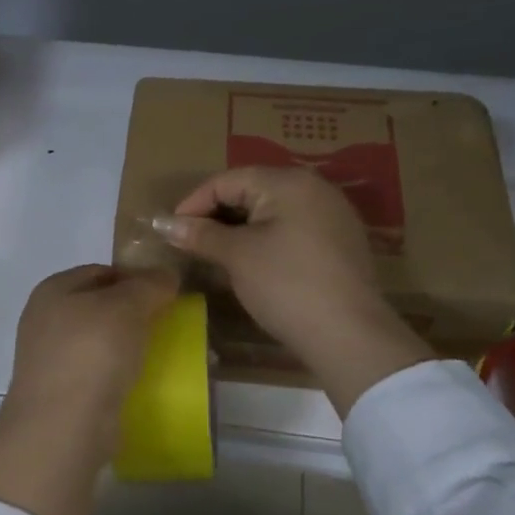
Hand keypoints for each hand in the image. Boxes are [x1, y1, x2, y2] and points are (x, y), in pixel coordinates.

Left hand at [0, 265, 177, 514]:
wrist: (64, 425)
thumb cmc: (92, 352)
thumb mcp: (128, 307)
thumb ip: (149, 285)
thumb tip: (166, 275)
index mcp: (53, 289)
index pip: (101, 271)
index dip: (135, 277)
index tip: (167, 293)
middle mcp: (45, 319)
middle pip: (98, 306)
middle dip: (132, 312)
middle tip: (167, 322)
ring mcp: (49, 358)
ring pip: (98, 341)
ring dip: (126, 345)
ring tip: (159, 352)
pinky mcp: (61, 392)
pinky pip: (97, 372)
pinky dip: (118, 373)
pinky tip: (140, 380)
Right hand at [154, 167, 433, 415]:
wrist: (348, 334)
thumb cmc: (286, 285)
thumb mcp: (237, 256)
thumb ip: (201, 234)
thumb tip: (165, 224)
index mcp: (289, 182)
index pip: (228, 180)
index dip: (194, 202)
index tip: (170, 230)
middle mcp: (314, 188)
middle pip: (252, 191)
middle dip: (216, 214)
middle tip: (190, 242)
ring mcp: (332, 215)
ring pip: (272, 211)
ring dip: (239, 228)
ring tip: (215, 253)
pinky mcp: (340, 243)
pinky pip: (292, 229)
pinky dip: (265, 239)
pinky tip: (251, 263)